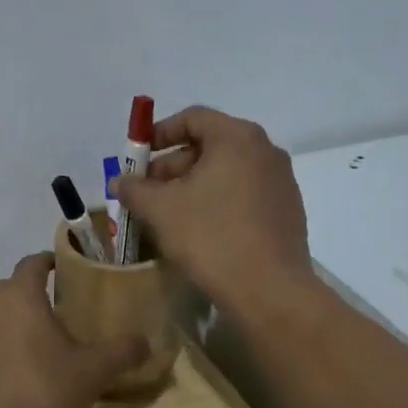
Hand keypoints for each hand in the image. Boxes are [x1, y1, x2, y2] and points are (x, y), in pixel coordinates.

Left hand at [0, 253, 146, 407]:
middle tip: (57, 312)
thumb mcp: (92, 373)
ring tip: (36, 348)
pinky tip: (10, 382)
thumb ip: (121, 352)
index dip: (49, 261)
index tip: (64, 268)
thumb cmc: (41, 392)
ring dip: (11, 328)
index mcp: (19, 297)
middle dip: (31, 295)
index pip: (32, 262)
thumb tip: (146, 341)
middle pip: (10, 290)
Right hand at [112, 106, 311, 312]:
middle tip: (147, 191)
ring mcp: (281, 181)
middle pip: (210, 144)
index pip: (193, 118)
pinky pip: (244, 193)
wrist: (269, 290)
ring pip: (227, 171)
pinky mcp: (287, 211)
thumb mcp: (160, 210)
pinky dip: (218, 201)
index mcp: (237, 138)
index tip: (138, 157)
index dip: (159, 133)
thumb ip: (134, 189)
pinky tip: (199, 229)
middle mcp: (265, 151)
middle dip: (173, 165)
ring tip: (168, 213)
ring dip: (193, 185)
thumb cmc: (211, 237)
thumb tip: (120, 181)